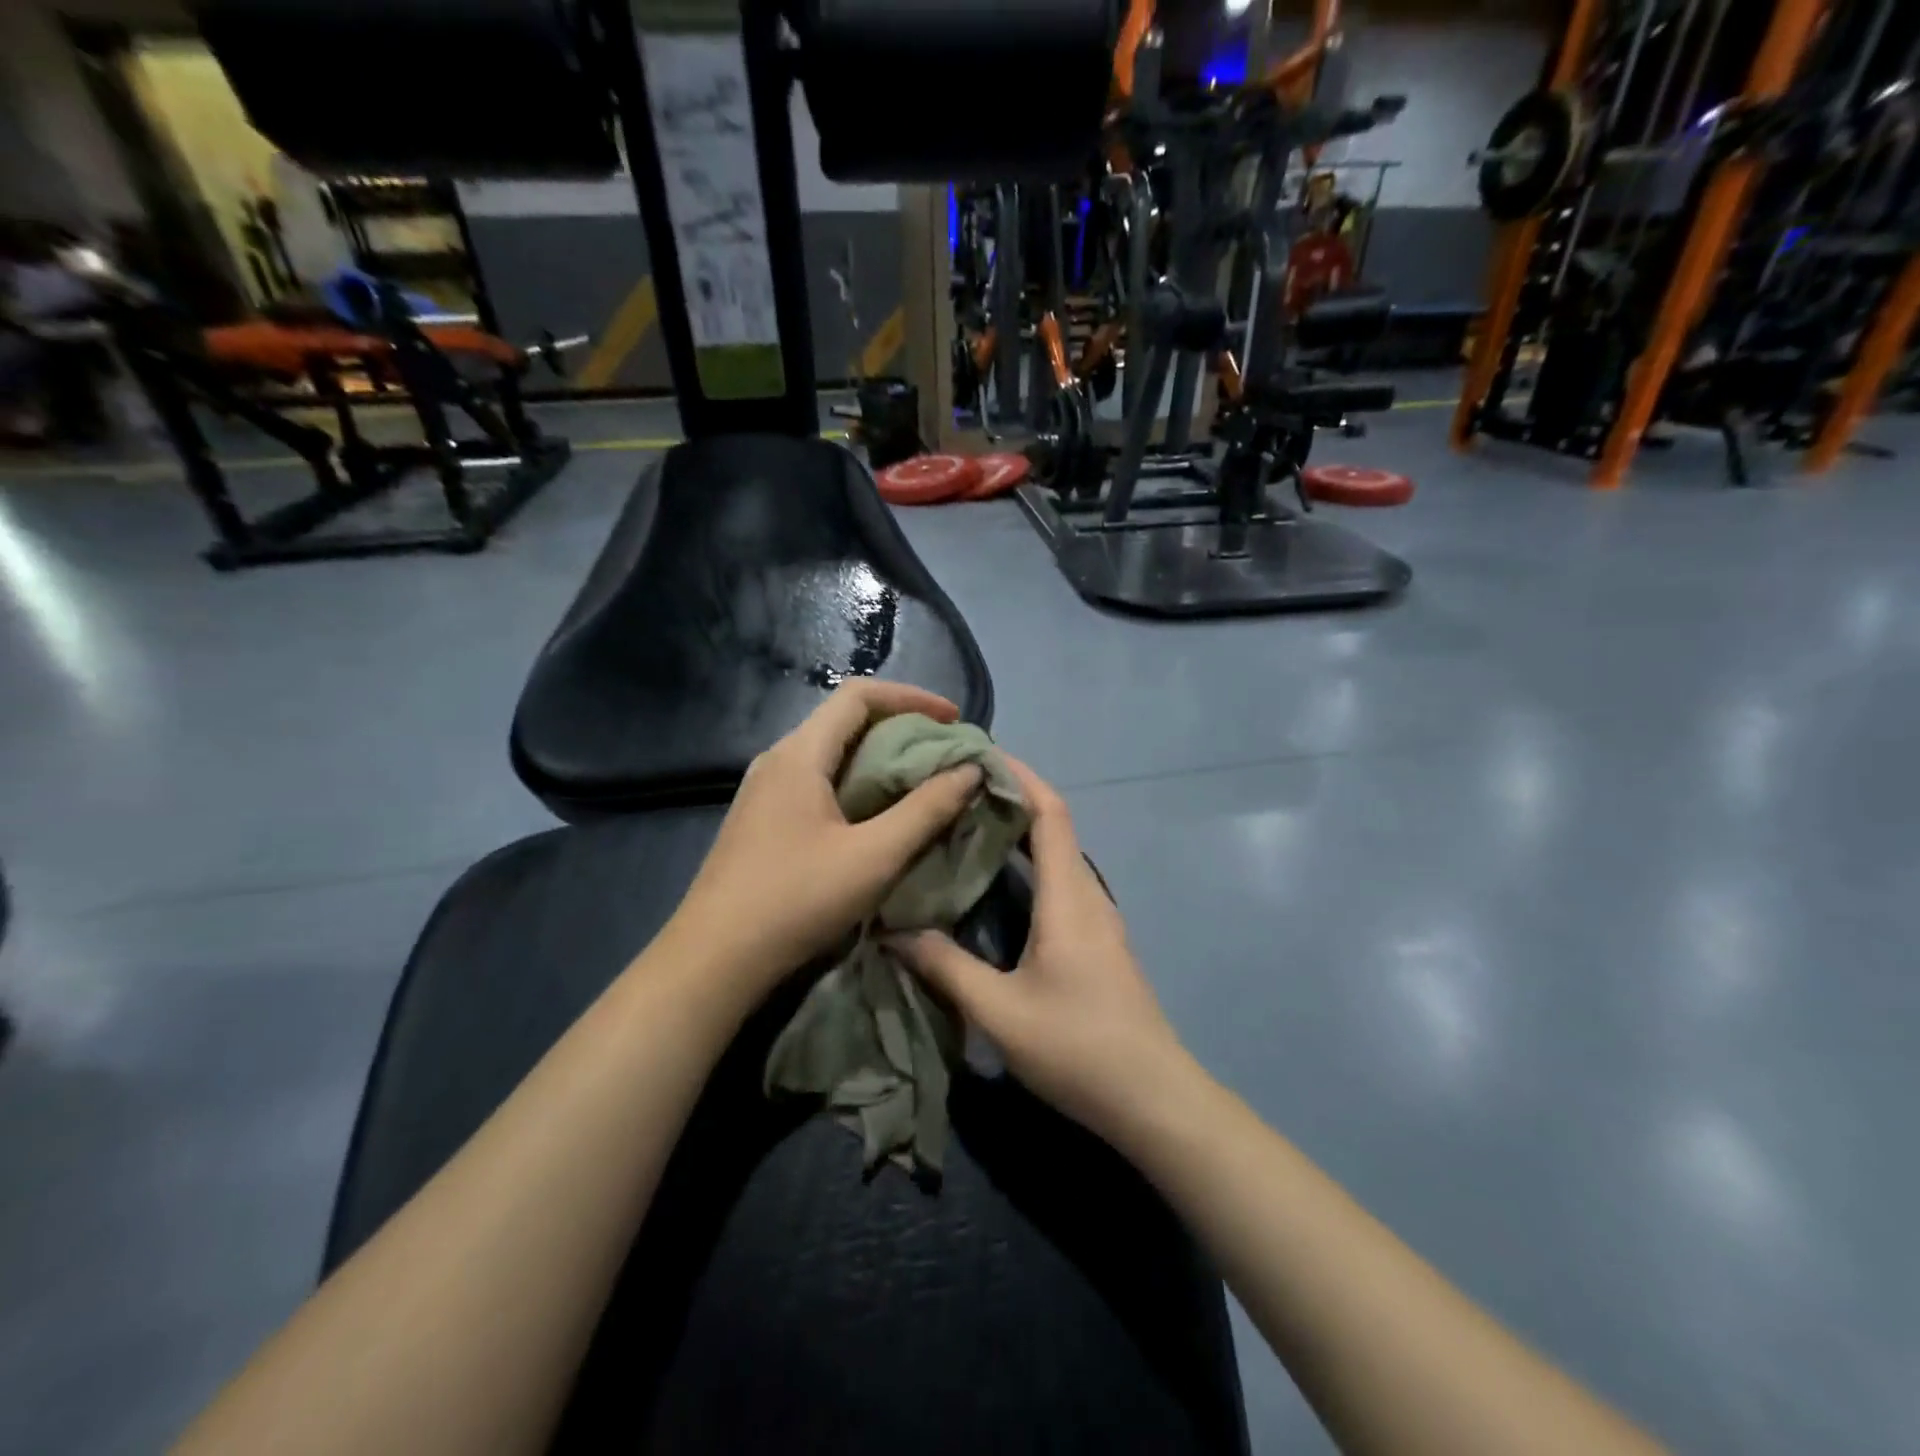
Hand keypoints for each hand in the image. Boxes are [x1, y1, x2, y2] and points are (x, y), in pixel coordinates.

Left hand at [666, 680, 984, 1000]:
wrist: (713, 959)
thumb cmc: (795, 900)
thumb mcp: (874, 857)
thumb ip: (927, 810)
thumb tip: (971, 770)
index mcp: (800, 754)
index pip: (859, 695)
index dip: (912, 697)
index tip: (954, 720)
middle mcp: (779, 760)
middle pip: (846, 721)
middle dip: (902, 729)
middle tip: (946, 754)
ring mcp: (765, 791)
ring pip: (833, 754)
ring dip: (881, 759)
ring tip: (923, 783)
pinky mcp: (764, 820)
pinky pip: (819, 782)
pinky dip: (859, 784)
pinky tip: (879, 817)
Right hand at [890, 759, 1188, 1143]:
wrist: (1154, 1099)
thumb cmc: (1079, 1047)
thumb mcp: (1000, 1012)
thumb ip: (945, 967)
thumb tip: (892, 931)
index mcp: (1069, 898)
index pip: (1050, 813)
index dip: (1021, 776)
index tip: (981, 753)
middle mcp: (1088, 897)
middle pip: (1054, 827)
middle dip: (1011, 799)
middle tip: (956, 791)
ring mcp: (1099, 921)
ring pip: (1058, 857)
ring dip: (1020, 834)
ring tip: (967, 829)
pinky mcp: (1099, 944)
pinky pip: (1062, 885)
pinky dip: (1030, 867)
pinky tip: (996, 888)